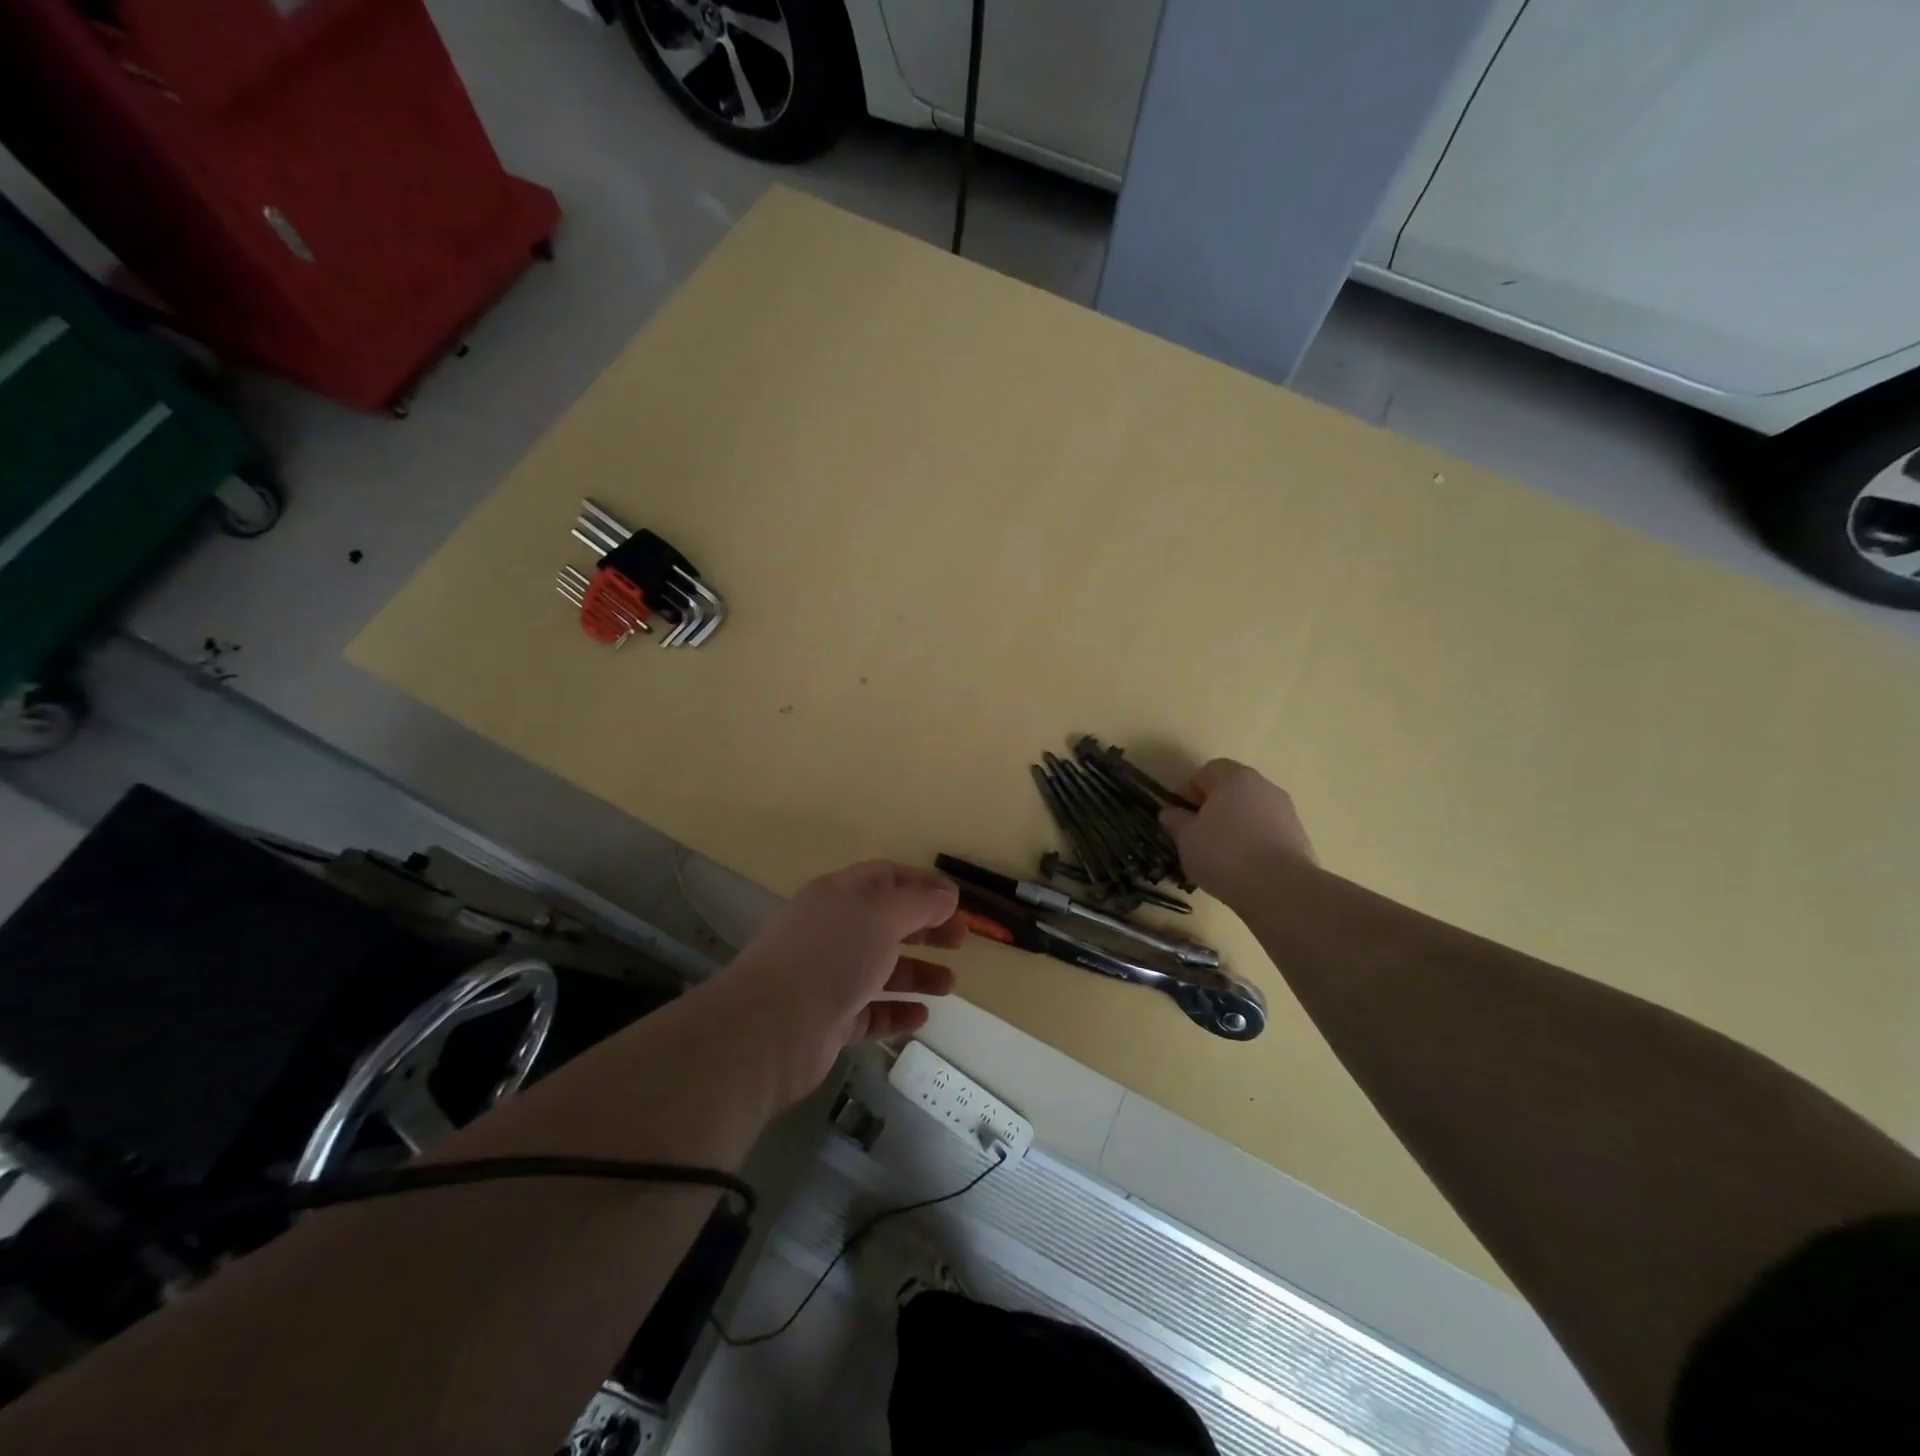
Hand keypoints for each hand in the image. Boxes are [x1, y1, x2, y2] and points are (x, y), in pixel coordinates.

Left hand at [703, 861, 963, 1108]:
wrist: (772, 1027)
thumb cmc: (832, 956)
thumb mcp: (883, 915)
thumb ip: (920, 903)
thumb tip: (947, 895)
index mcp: (839, 895)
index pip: (886, 877)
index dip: (923, 884)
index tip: (958, 901)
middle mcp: (832, 931)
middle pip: (886, 922)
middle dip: (926, 928)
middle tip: (961, 941)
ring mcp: (828, 976)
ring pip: (880, 969)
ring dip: (917, 973)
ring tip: (950, 984)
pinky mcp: (828, 1019)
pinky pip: (870, 1011)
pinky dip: (896, 1012)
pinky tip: (921, 1017)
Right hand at [1159, 759, 1315, 900]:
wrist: (1281, 889)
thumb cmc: (1224, 854)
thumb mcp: (1186, 838)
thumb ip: (1175, 820)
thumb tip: (1170, 812)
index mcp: (1235, 778)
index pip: (1207, 771)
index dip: (1190, 791)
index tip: (1182, 817)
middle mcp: (1264, 786)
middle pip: (1232, 789)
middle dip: (1214, 808)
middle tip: (1199, 836)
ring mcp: (1286, 811)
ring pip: (1251, 812)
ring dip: (1235, 826)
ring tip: (1222, 857)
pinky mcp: (1300, 837)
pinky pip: (1268, 832)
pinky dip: (1254, 843)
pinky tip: (1245, 868)